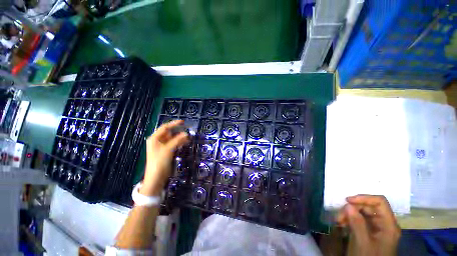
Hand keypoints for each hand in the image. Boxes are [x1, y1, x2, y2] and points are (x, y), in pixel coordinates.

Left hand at [140, 120, 188, 195]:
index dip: (174, 124)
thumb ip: (177, 140)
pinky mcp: (167, 151)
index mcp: (155, 138)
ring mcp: (162, 146)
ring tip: (188, 137)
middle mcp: (158, 141)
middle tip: (187, 131)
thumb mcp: (168, 149)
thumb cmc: (159, 161)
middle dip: (178, 132)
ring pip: (172, 139)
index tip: (183, 122)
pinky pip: (174, 144)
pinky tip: (185, 142)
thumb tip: (186, 134)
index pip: (165, 128)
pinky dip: (179, 142)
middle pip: (169, 133)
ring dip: (180, 138)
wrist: (156, 176)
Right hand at [336, 195, 400, 255]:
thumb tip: (348, 205)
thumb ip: (357, 223)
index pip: (380, 202)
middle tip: (339, 216)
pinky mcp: (371, 232)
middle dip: (353, 208)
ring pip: (363, 213)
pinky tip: (343, 224)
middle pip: (369, 207)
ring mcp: (378, 228)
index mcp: (389, 225)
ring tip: (339, 221)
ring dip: (349, 214)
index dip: (364, 198)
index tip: (347, 200)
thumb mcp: (362, 242)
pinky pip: (360, 220)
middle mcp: (385, 224)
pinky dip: (350, 220)